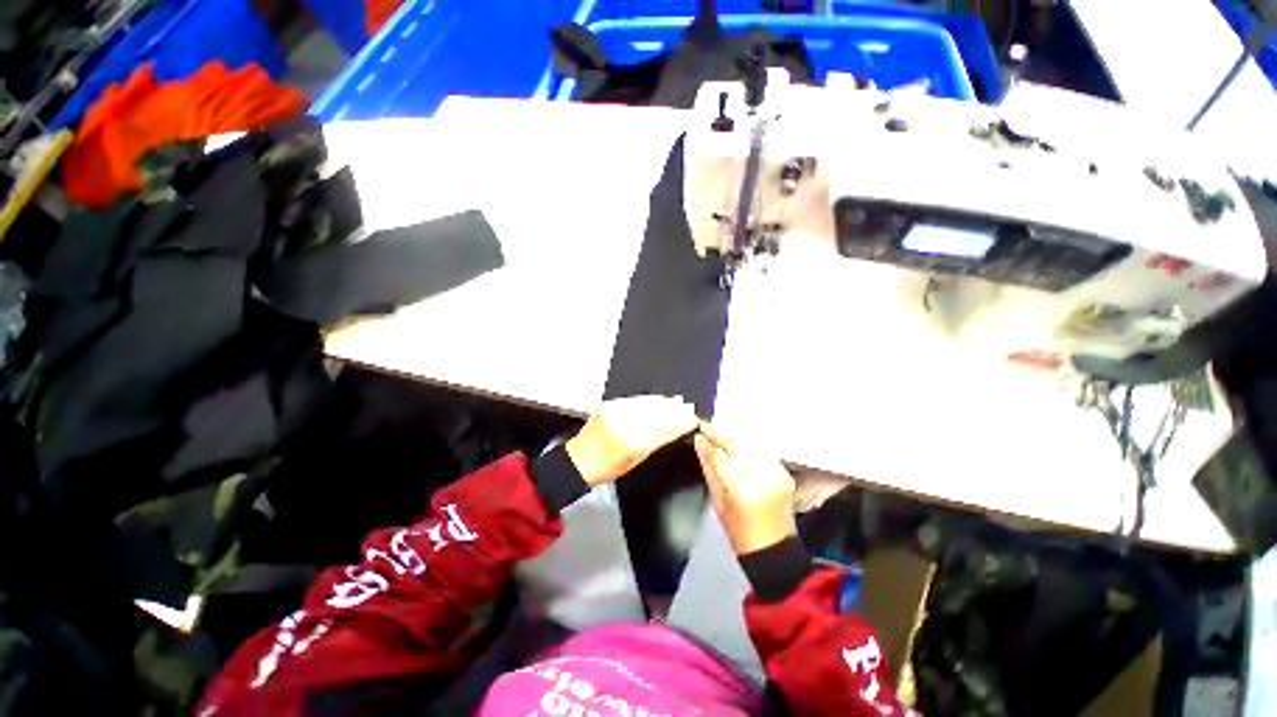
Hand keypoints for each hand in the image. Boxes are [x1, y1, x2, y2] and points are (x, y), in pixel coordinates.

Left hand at [565, 395, 697, 486]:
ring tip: (676, 402)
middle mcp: (623, 422)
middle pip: (656, 412)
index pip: (662, 427)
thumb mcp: (636, 459)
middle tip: (687, 407)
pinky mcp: (609, 405)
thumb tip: (677, 426)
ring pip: (646, 403)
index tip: (691, 417)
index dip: (679, 420)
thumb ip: (657, 441)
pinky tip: (656, 401)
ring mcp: (615, 411)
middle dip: (674, 409)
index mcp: (631, 442)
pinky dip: (649, 400)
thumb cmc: (605, 467)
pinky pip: (635, 400)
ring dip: (663, 402)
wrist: (577, 461)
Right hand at [694, 425, 796, 554]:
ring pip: (752, 443)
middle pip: (738, 444)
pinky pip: (763, 451)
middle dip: (721, 434)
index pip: (721, 457)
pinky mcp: (785, 473)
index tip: (698, 435)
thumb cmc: (742, 534)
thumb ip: (709, 471)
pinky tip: (739, 445)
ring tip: (721, 433)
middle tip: (707, 427)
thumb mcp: (718, 503)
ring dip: (735, 436)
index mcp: (743, 490)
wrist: (774, 549)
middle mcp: (763, 478)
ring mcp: (777, 474)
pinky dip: (749, 445)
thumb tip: (700, 446)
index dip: (707, 443)